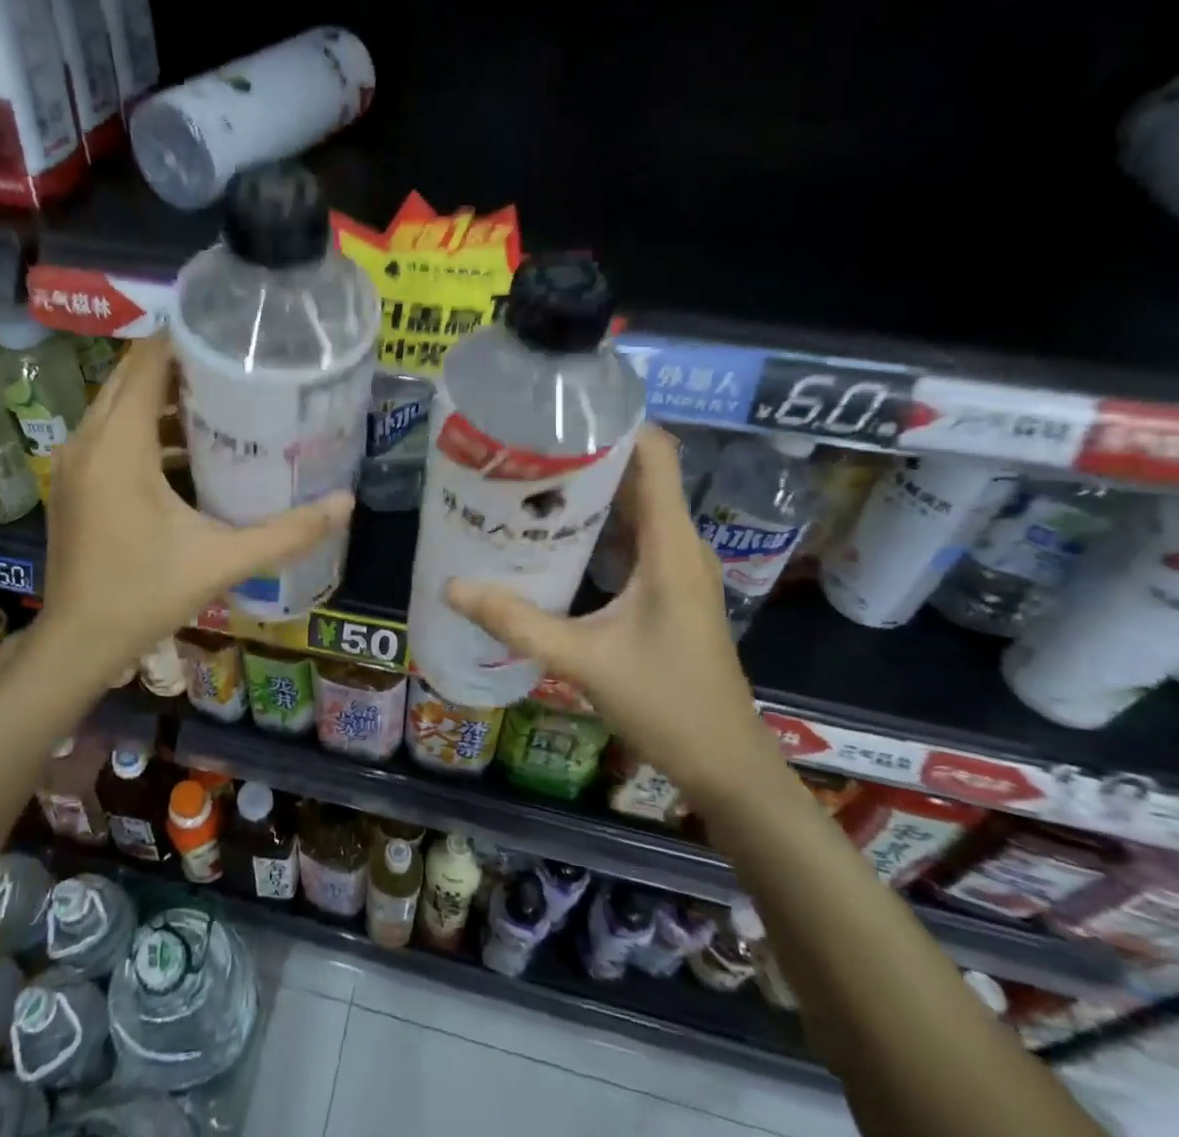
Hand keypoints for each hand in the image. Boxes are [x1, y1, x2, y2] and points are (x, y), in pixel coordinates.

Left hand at [26, 333, 352, 688]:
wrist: (78, 642)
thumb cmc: (145, 594)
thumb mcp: (222, 561)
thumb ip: (286, 532)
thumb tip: (346, 503)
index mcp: (119, 446)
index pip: (146, 363)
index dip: (184, 339)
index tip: (229, 333)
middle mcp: (88, 441)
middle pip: (131, 376)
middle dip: (180, 363)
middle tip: (235, 363)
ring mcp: (75, 461)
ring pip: (118, 403)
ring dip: (162, 395)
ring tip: (221, 397)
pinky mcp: (75, 481)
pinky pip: (111, 431)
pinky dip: (145, 425)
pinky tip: (189, 447)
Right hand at [446, 424, 781, 805]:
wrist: (726, 764)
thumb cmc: (666, 703)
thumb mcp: (583, 660)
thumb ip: (517, 622)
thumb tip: (452, 587)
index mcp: (670, 545)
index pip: (655, 455)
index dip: (615, 424)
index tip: (559, 412)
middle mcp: (679, 544)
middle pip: (640, 473)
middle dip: (587, 453)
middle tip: (525, 446)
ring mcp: (677, 566)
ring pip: (636, 505)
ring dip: (591, 488)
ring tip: (531, 478)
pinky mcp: (669, 587)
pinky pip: (634, 535)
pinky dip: (598, 523)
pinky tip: (555, 533)